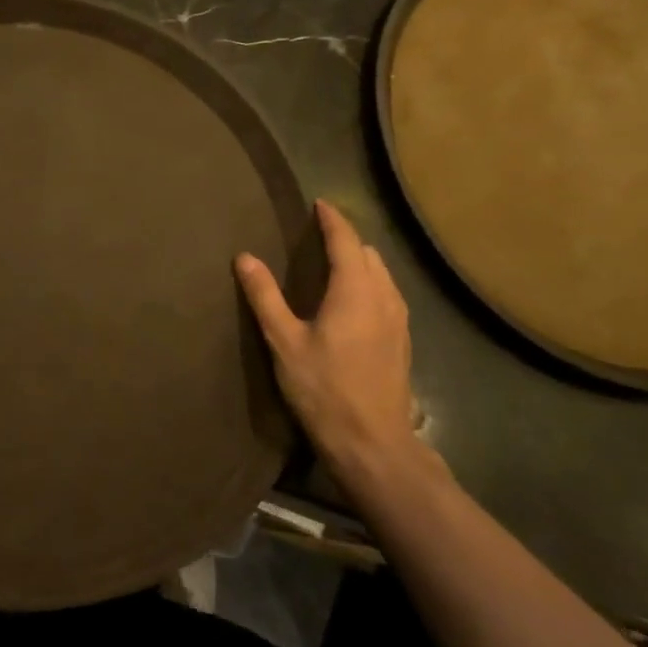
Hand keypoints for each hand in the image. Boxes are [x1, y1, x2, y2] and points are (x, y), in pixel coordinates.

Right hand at [235, 200, 420, 479]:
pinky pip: (388, 294)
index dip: (332, 219)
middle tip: (319, 235)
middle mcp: (383, 297)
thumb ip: (265, 296)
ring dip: (360, 261)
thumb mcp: (284, 342)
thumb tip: (245, 257)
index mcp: (355, 290)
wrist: (373, 443)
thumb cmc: (324, 389)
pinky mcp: (402, 340)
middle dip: (346, 239)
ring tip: (335, 263)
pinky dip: (370, 283)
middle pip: (368, 254)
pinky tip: (354, 301)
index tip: (318, 204)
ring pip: (382, 274)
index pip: (346, 240)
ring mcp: (398, 320)